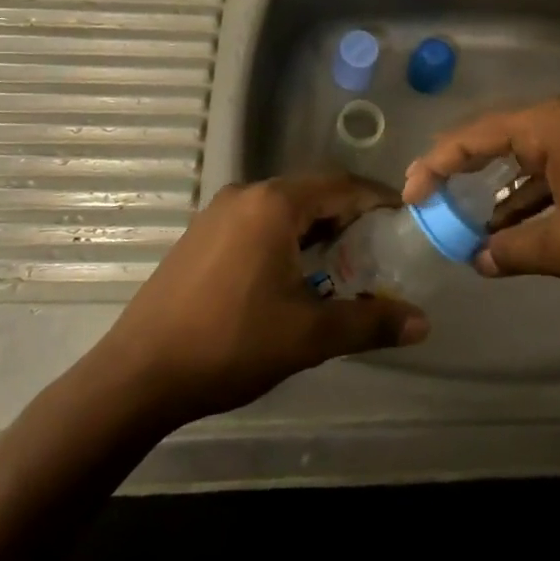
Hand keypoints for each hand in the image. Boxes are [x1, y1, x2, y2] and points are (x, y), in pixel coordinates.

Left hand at [83, 173, 429, 428]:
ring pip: (284, 206)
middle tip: (378, 247)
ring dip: (316, 228)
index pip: (343, 185)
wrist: (138, 375)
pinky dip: (286, 236)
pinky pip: (258, 220)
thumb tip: (422, 322)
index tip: (406, 218)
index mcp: (275, 203)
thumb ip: (369, 322)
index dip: (378, 199)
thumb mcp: (308, 336)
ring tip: (340, 264)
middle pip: (314, 191)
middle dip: (349, 216)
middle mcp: (248, 193)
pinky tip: (291, 274)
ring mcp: (219, 211)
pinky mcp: (201, 233)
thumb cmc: (230, 344)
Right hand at [403, 93, 559, 296]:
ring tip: (470, 227)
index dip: (436, 164)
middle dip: (463, 172)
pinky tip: (517, 226)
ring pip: (528, 155)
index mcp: (552, 123)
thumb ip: (514, 251)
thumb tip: (477, 259)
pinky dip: (533, 193)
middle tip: (429, 200)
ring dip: (501, 191)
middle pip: (498, 138)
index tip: (410, 195)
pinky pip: (554, 166)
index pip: (476, 136)